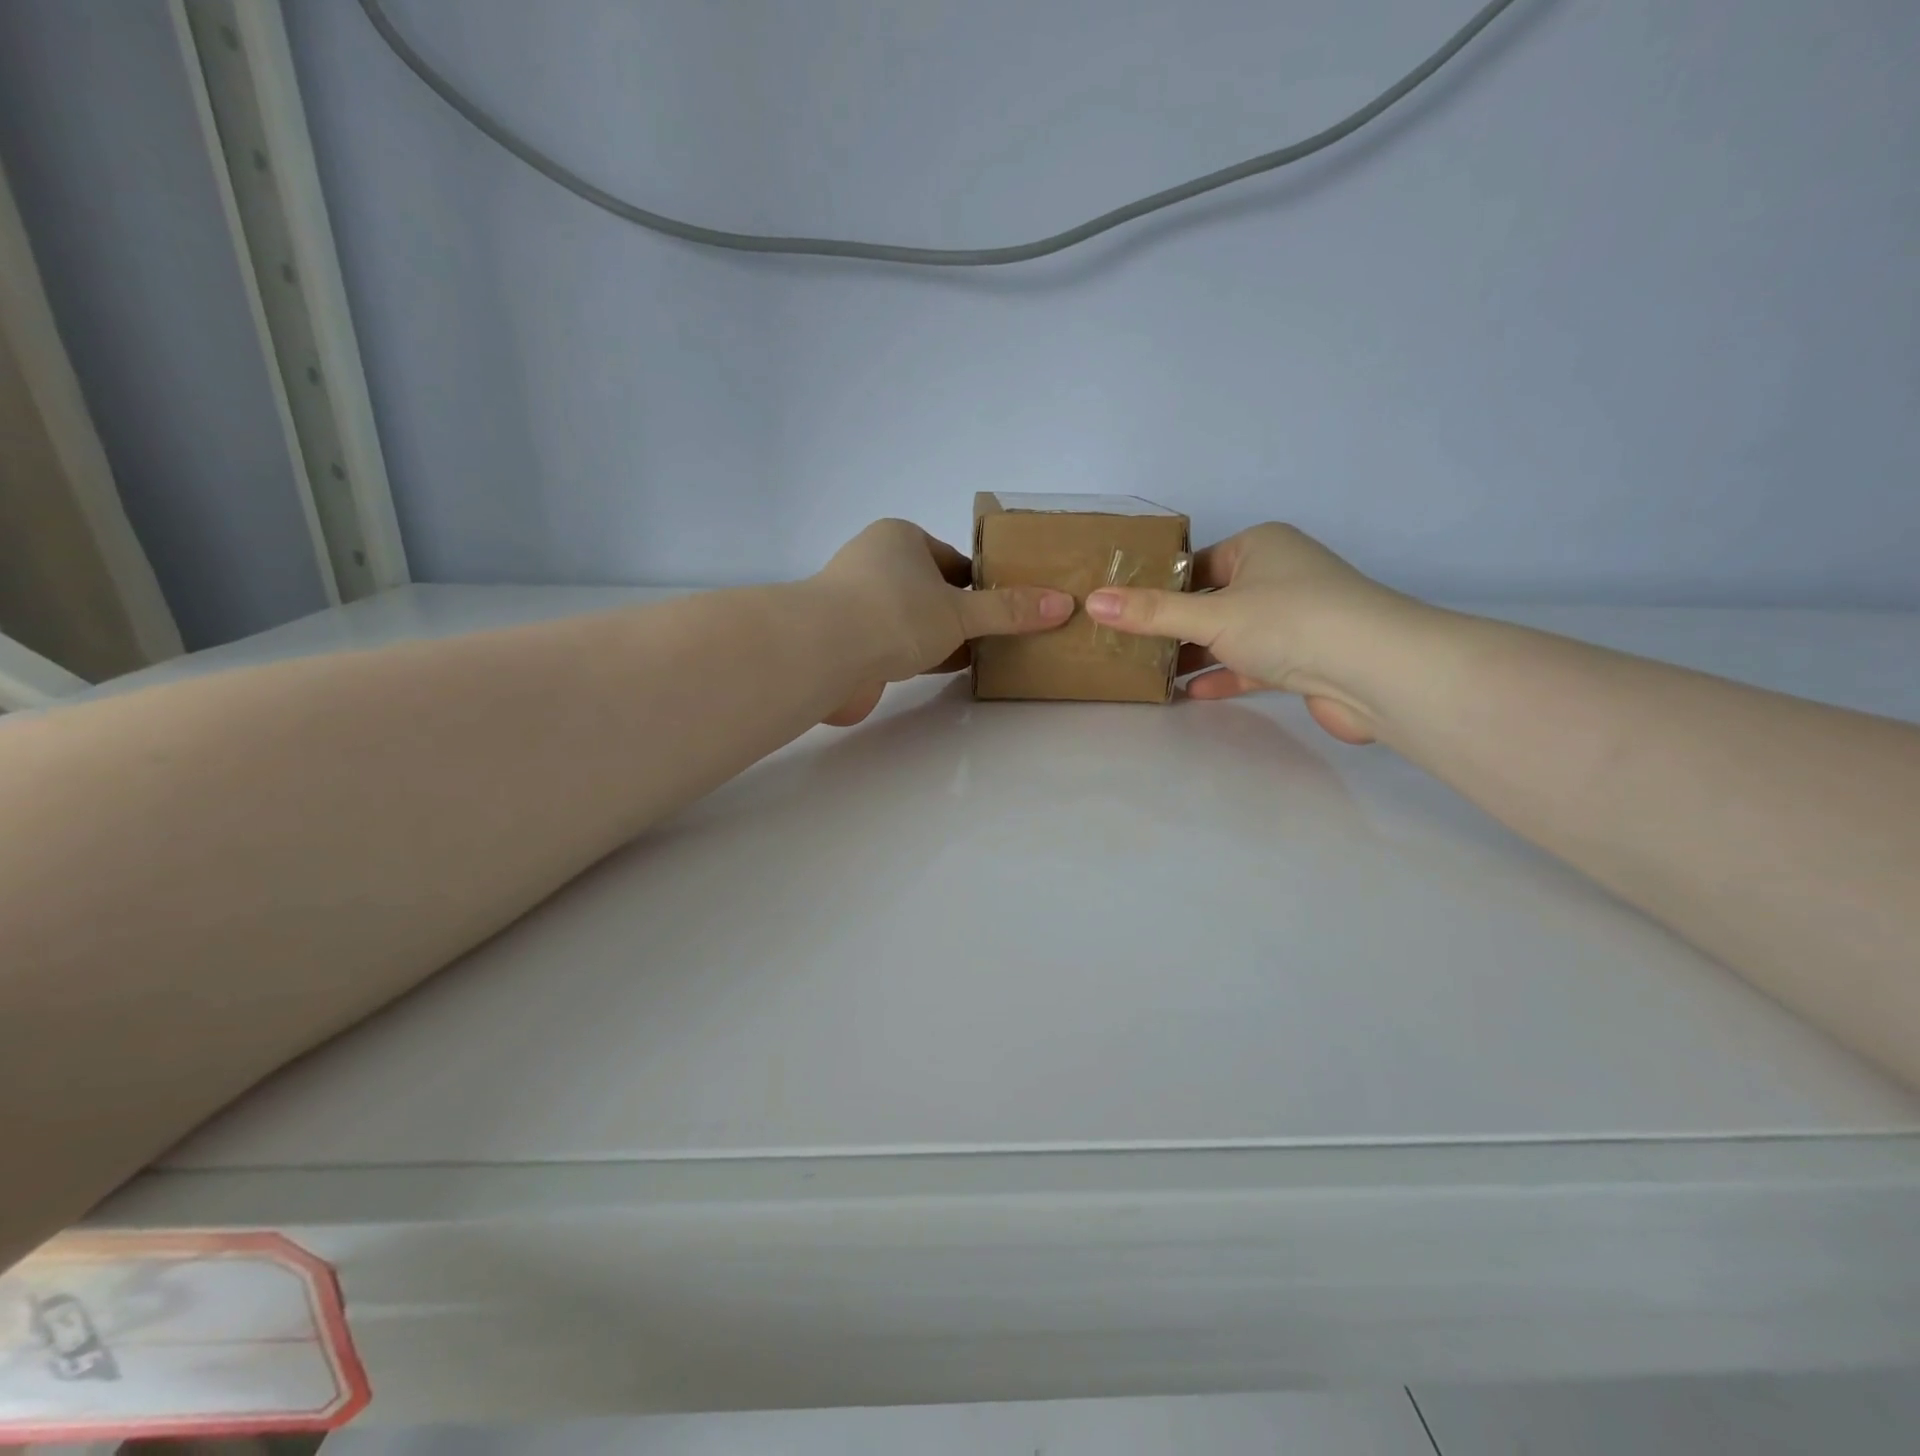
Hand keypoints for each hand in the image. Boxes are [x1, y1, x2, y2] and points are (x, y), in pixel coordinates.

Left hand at [813, 519, 1072, 725]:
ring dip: (940, 637)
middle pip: (932, 590)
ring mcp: (857, 606)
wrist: (821, 655)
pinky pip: (894, 646)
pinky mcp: (847, 642)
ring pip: (912, 620)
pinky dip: (919, 657)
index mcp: (900, 539)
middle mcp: (875, 565)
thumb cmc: (895, 613)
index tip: (1008, 608)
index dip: (982, 583)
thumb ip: (1008, 611)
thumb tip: (1064, 604)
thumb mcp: (961, 611)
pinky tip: (944, 671)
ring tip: (981, 655)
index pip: (953, 559)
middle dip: (963, 613)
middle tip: (1000, 636)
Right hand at [1084, 523, 1421, 743]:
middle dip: (1174, 625)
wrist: (1376, 671)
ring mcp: (1295, 618)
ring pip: (1232, 634)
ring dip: (1196, 654)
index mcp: (1260, 547)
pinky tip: (1191, 693)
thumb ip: (1151, 613)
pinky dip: (1224, 675)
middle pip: (1212, 600)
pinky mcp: (1304, 658)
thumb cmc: (1288, 622)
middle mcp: (1279, 575)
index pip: (1197, 562)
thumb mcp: (1210, 614)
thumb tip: (1092, 601)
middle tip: (1128, 646)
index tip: (1124, 611)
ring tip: (1150, 673)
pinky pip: (1252, 663)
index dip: (1160, 585)